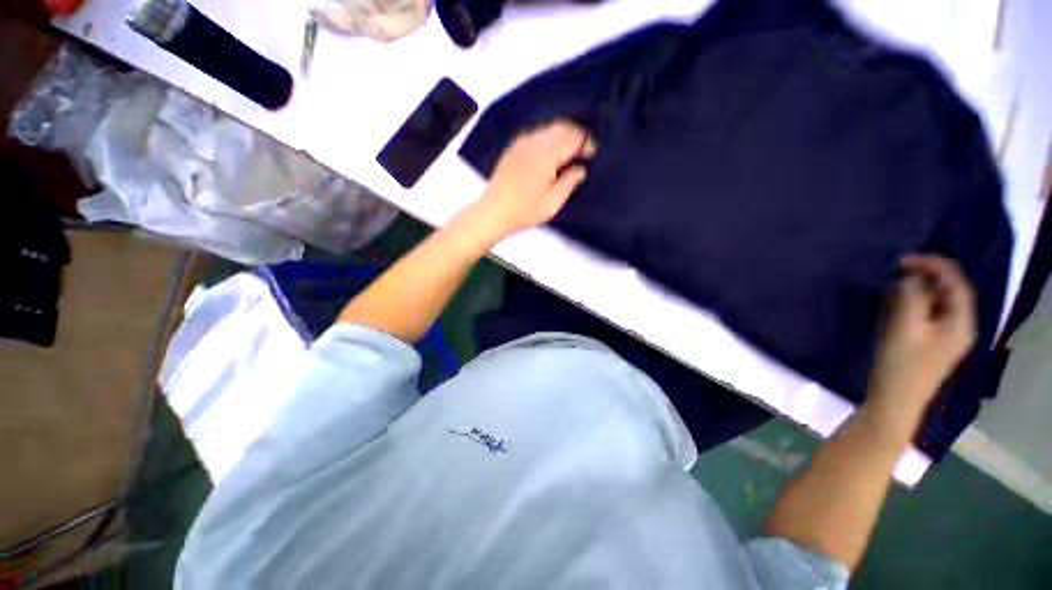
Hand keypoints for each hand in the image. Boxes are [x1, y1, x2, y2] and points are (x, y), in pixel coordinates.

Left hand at [477, 120, 594, 236]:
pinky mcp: (514, 146)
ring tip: (568, 153)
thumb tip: (581, 169)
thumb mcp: (552, 203)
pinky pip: (537, 132)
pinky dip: (549, 137)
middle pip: (562, 126)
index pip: (573, 137)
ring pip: (549, 127)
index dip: (586, 143)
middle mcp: (534, 142)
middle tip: (582, 153)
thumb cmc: (524, 212)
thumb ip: (570, 182)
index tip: (591, 155)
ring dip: (563, 135)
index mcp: (546, 155)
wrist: (494, 212)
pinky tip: (549, 154)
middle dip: (576, 136)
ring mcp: (522, 142)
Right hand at [866, 254, 977, 425]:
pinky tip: (899, 299)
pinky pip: (931, 312)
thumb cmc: (901, 364)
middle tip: (899, 267)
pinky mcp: (933, 342)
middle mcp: (960, 326)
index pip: (957, 283)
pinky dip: (917, 300)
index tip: (905, 258)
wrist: (895, 399)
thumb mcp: (905, 327)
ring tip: (897, 279)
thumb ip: (911, 298)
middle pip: (951, 291)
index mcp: (961, 322)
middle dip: (928, 274)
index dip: (935, 265)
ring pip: (940, 301)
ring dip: (922, 287)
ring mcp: (948, 336)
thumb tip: (910, 277)